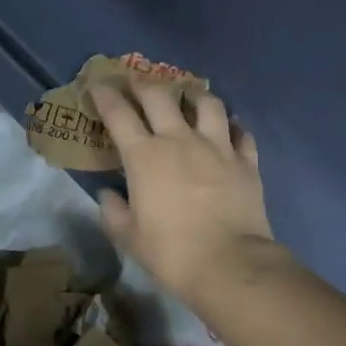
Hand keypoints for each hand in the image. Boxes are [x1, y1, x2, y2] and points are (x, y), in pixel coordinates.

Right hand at [89, 79, 279, 305]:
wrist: (230, 263)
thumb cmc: (171, 252)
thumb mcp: (129, 237)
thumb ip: (114, 211)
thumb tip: (108, 194)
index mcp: (145, 156)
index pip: (119, 114)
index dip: (106, 96)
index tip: (99, 85)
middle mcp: (180, 140)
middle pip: (160, 97)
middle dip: (144, 84)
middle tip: (138, 82)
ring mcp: (218, 146)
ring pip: (207, 103)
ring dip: (194, 94)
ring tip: (190, 95)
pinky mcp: (246, 161)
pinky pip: (241, 132)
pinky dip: (234, 126)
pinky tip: (230, 128)